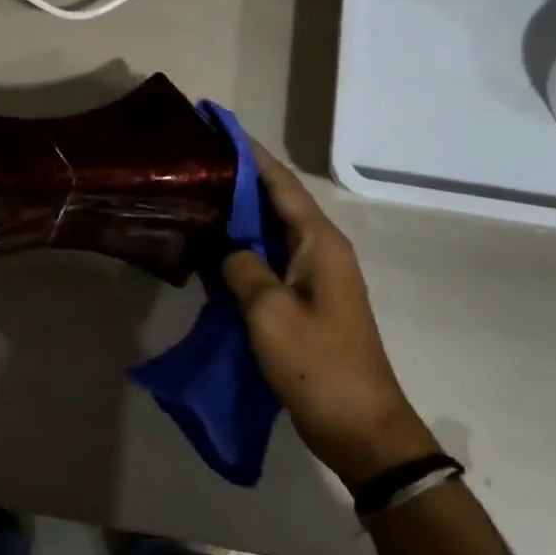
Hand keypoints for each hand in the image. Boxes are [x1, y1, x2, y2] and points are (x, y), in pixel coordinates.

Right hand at [222, 145, 438, 490]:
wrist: (361, 429)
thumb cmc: (319, 365)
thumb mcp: (270, 312)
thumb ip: (243, 268)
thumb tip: (228, 249)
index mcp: (319, 243)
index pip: (280, 183)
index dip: (249, 153)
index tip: (217, 126)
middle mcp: (319, 251)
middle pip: (275, 202)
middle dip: (238, 179)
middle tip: (194, 162)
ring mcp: (312, 278)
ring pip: (268, 232)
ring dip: (237, 215)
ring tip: (195, 196)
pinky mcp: (302, 302)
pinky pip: (266, 262)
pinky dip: (240, 250)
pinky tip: (209, 249)